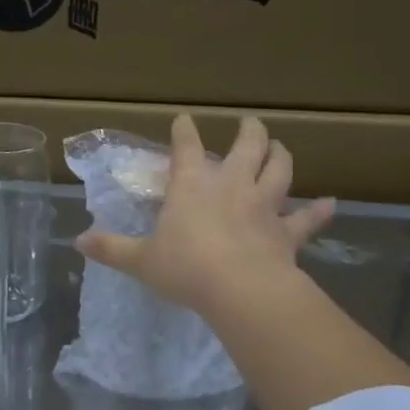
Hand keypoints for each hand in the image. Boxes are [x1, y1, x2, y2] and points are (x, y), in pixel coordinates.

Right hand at [74, 114, 335, 317]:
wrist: (239, 290)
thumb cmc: (185, 268)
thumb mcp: (141, 260)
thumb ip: (112, 248)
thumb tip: (78, 241)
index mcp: (193, 185)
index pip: (186, 147)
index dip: (184, 131)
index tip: (183, 119)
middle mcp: (231, 185)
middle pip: (247, 146)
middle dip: (248, 132)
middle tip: (250, 124)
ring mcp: (263, 205)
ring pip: (279, 170)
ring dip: (281, 155)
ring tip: (280, 146)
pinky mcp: (287, 232)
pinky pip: (307, 219)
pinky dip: (318, 212)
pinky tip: (330, 204)